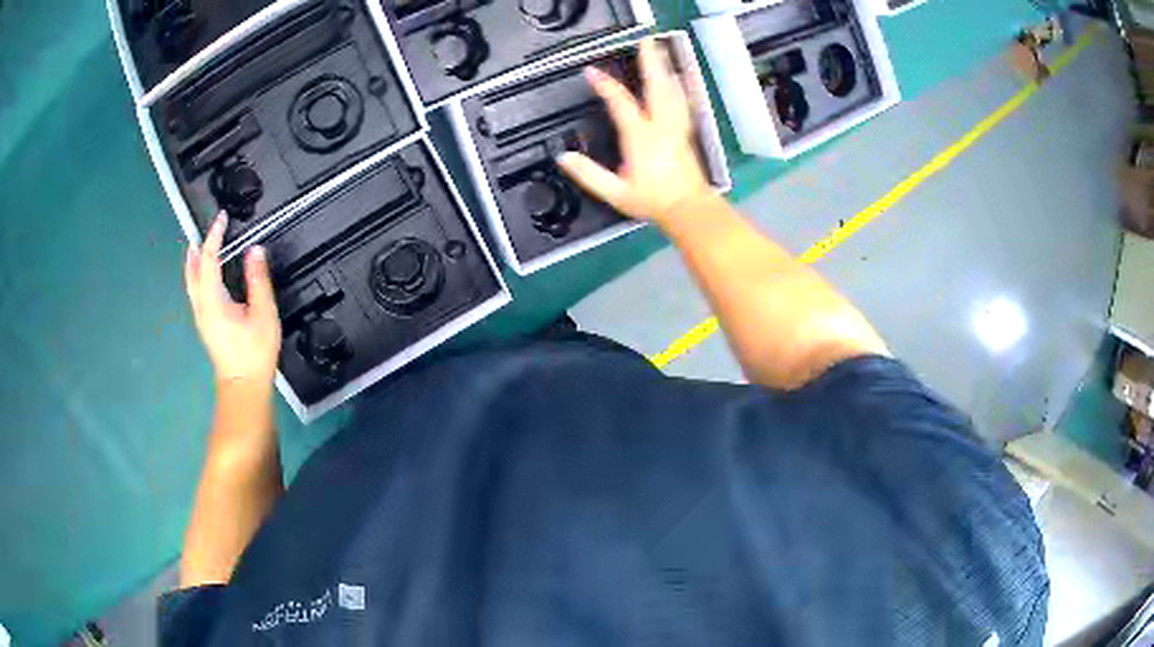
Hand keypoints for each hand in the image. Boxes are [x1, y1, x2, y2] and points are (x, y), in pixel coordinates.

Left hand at [184, 213, 281, 388]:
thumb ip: (258, 280)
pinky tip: (207, 275)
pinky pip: (197, 291)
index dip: (214, 236)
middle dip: (198, 249)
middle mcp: (201, 306)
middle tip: (206, 230)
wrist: (243, 386)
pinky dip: (199, 275)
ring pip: (192, 282)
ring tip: (202, 247)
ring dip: (195, 262)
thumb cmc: (254, 352)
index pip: (208, 259)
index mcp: (213, 300)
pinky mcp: (206, 325)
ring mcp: (201, 317)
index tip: (222, 218)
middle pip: (192, 271)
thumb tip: (254, 250)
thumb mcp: (263, 313)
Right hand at [556, 38, 712, 223]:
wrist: (687, 209)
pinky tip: (683, 78)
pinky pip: (685, 103)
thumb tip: (564, 157)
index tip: (591, 72)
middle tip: (646, 42)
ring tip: (661, 52)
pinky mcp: (686, 132)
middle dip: (650, 62)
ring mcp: (676, 127)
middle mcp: (661, 127)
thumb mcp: (614, 192)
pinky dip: (683, 87)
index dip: (605, 85)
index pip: (620, 103)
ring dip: (666, 69)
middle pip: (656, 87)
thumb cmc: (653, 201)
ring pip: (673, 91)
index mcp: (640, 137)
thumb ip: (588, 174)